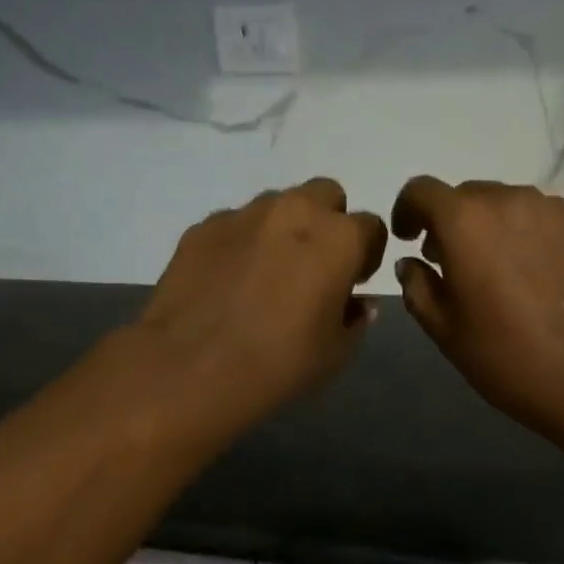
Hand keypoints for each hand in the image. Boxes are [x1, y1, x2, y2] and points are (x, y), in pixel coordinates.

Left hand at [137, 179, 387, 432]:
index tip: (353, 282)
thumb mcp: (336, 352)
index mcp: (338, 238)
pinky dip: (242, 244)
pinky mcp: (202, 227)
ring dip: (283, 230)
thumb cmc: (280, 363)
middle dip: (328, 223)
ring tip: (267, 274)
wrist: (193, 368)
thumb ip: (355, 319)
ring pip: (277, 205)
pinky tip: (229, 282)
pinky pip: (235, 225)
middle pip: (325, 195)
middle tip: (314, 266)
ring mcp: (244, 214)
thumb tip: (357, 303)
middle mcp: (294, 211)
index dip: (367, 255)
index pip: (371, 227)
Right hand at [390, 177, 563, 439]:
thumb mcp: (445, 331)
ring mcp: (555, 211)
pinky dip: (529, 236)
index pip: (421, 190)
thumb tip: (411, 264)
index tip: (409, 238)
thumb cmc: (506, 357)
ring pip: (509, 205)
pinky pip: (544, 220)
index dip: (407, 210)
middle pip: (467, 195)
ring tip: (499, 270)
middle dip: (452, 222)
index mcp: (465, 222)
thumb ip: (418, 288)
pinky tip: (537, 277)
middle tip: (453, 263)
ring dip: (492, 228)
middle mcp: (509, 201)